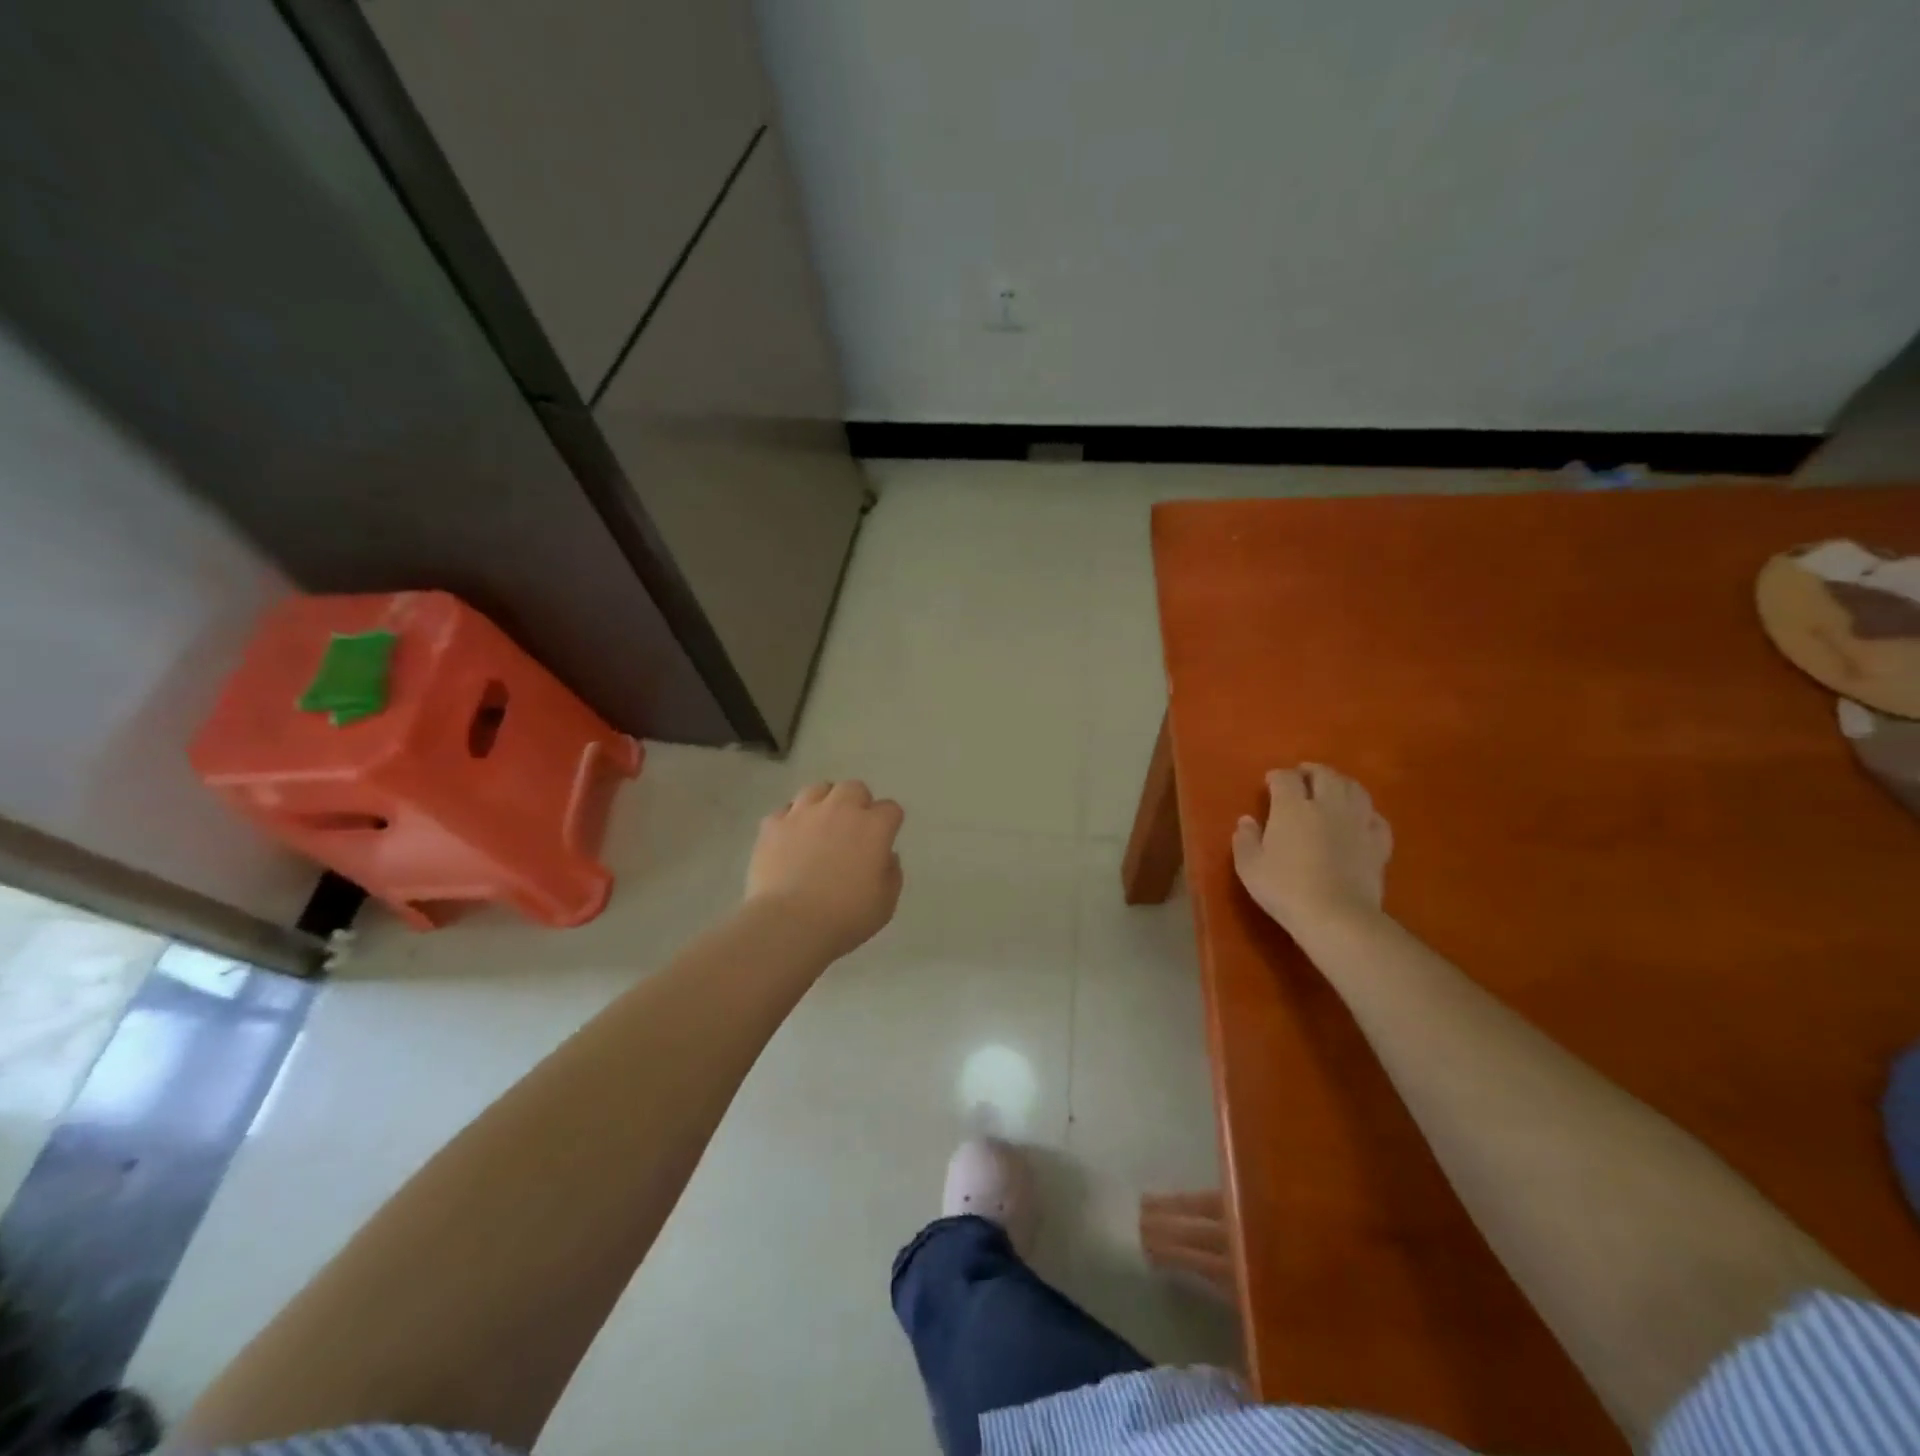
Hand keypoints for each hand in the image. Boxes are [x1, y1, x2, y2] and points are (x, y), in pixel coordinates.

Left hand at [746, 781, 904, 958]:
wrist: (789, 923)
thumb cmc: (845, 916)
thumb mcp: (885, 903)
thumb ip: (891, 873)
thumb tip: (884, 856)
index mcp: (873, 827)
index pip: (890, 809)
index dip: (889, 823)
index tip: (883, 841)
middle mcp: (840, 809)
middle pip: (854, 788)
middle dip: (857, 803)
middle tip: (852, 829)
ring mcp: (803, 813)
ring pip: (818, 789)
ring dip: (824, 803)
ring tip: (820, 826)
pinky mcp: (773, 824)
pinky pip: (785, 811)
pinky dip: (791, 821)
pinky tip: (791, 839)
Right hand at [1232, 764, 1391, 935]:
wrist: (1336, 916)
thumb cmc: (1285, 888)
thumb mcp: (1249, 866)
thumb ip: (1245, 839)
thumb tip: (1247, 820)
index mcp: (1292, 807)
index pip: (1286, 778)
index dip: (1277, 776)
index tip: (1270, 782)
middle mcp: (1327, 805)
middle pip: (1325, 775)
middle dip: (1312, 771)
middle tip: (1303, 775)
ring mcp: (1357, 822)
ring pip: (1354, 789)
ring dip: (1341, 783)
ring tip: (1332, 788)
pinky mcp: (1379, 843)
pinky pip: (1375, 818)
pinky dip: (1366, 812)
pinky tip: (1360, 818)